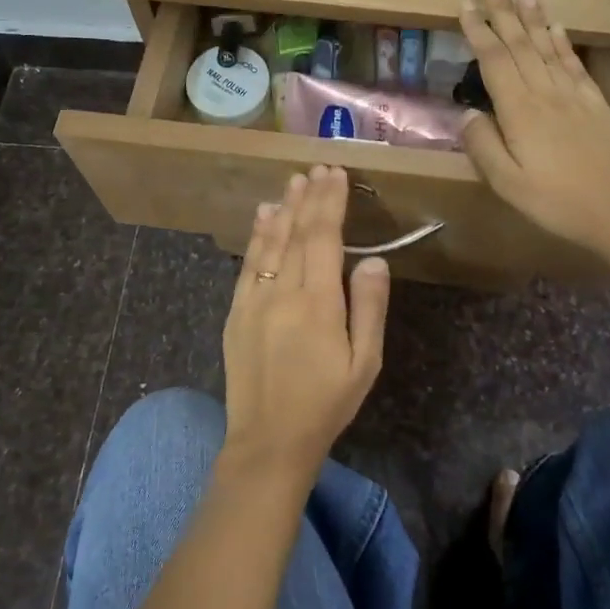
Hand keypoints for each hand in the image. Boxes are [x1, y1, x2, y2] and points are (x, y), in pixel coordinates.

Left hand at [220, 166, 390, 487]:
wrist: (269, 441)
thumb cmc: (326, 404)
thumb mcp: (364, 363)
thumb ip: (370, 308)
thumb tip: (374, 258)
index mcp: (318, 304)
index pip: (324, 238)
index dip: (330, 203)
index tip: (336, 174)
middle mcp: (282, 292)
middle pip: (297, 233)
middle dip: (309, 197)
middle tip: (317, 167)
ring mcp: (254, 300)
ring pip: (270, 242)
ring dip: (284, 208)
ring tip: (294, 181)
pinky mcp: (235, 312)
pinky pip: (247, 263)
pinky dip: (257, 235)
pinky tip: (264, 215)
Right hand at [458, 0, 609, 260]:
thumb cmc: (558, 204)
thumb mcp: (508, 185)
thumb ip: (483, 146)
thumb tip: (467, 113)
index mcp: (520, 112)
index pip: (494, 60)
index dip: (478, 31)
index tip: (465, 5)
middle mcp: (546, 94)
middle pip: (520, 45)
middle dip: (503, 12)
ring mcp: (575, 97)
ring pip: (548, 47)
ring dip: (533, 18)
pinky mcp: (597, 105)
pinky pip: (575, 65)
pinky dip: (563, 42)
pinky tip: (556, 27)